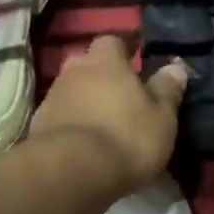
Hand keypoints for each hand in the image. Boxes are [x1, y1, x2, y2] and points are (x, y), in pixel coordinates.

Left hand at [28, 36, 188, 198]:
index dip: (124, 51)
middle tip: (119, 96)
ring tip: (102, 124)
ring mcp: (52, 98)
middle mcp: (74, 71)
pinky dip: (71, 123)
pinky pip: (60, 116)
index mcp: (106, 62)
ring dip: (85, 101)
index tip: (135, 64)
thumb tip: (176, 67)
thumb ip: (167, 89)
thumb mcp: (162, 117)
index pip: (112, 41)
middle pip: (87, 65)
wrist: (72, 172)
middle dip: (101, 76)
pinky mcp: (37, 126)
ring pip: (71, 90)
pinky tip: (83, 143)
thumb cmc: (127, 138)